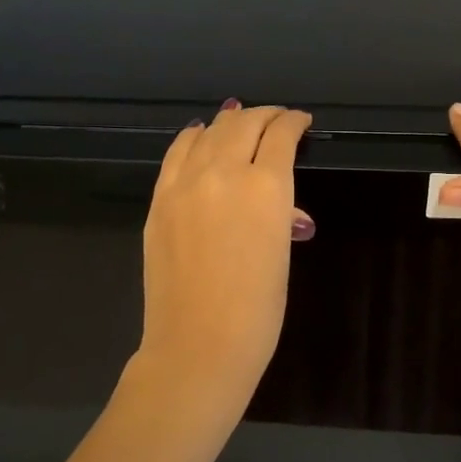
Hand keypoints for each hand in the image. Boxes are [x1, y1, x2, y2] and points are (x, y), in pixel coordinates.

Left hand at [136, 101, 312, 406]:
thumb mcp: (281, 253)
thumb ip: (278, 214)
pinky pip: (177, 153)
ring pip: (209, 132)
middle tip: (276, 119)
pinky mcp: (160, 199)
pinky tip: (200, 134)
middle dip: (265, 116)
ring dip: (230, 122)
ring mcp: (186, 184)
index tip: (301, 121)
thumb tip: (279, 204)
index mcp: (266, 187)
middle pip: (244, 124)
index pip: (281, 136)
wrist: (198, 345)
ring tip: (240, 120)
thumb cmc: (257, 309)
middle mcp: (225, 172)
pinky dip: (193, 137)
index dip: (293, 122)